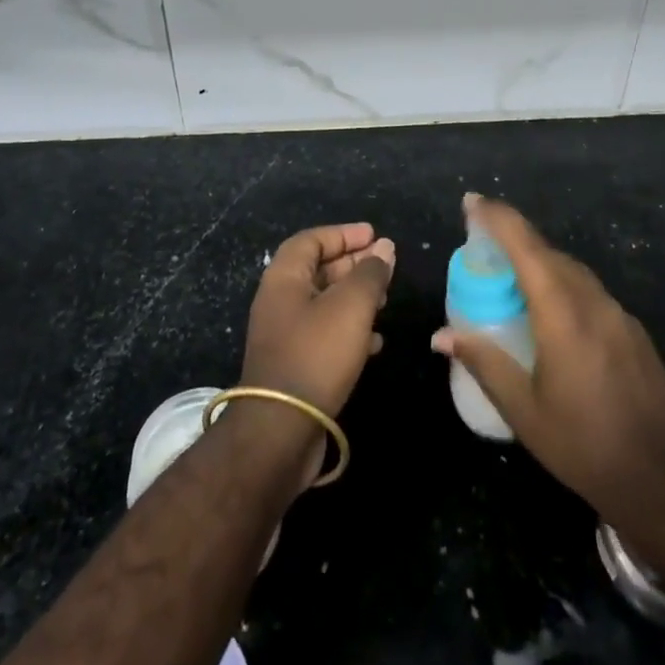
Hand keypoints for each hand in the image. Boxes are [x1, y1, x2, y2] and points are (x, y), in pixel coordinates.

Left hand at [242, 221, 394, 418]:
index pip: (312, 240)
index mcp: (284, 278)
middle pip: (318, 270)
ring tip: (385, 300)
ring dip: (355, 297)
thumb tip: (384, 248)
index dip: (343, 234)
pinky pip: (325, 334)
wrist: (281, 430)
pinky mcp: (294, 365)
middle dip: (353, 264)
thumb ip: (370, 274)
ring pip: (324, 303)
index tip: (374, 235)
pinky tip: (375, 341)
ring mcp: (285, 335)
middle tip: (385, 266)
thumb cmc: (316, 355)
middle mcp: (279, 301)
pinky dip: (350, 330)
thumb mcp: (350, 307)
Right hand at [431, 194, 664, 541]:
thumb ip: (484, 363)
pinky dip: (561, 284)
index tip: (470, 202)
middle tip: (480, 244)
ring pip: (572, 270)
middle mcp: (593, 302)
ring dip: (538, 261)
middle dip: (513, 237)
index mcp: (562, 313)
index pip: (525, 245)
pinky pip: (589, 291)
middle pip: (548, 252)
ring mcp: (619, 315)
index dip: (496, 217)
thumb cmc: (587, 448)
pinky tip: (550, 313)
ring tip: (509, 276)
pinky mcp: (634, 333)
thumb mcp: (524, 411)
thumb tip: (441, 336)